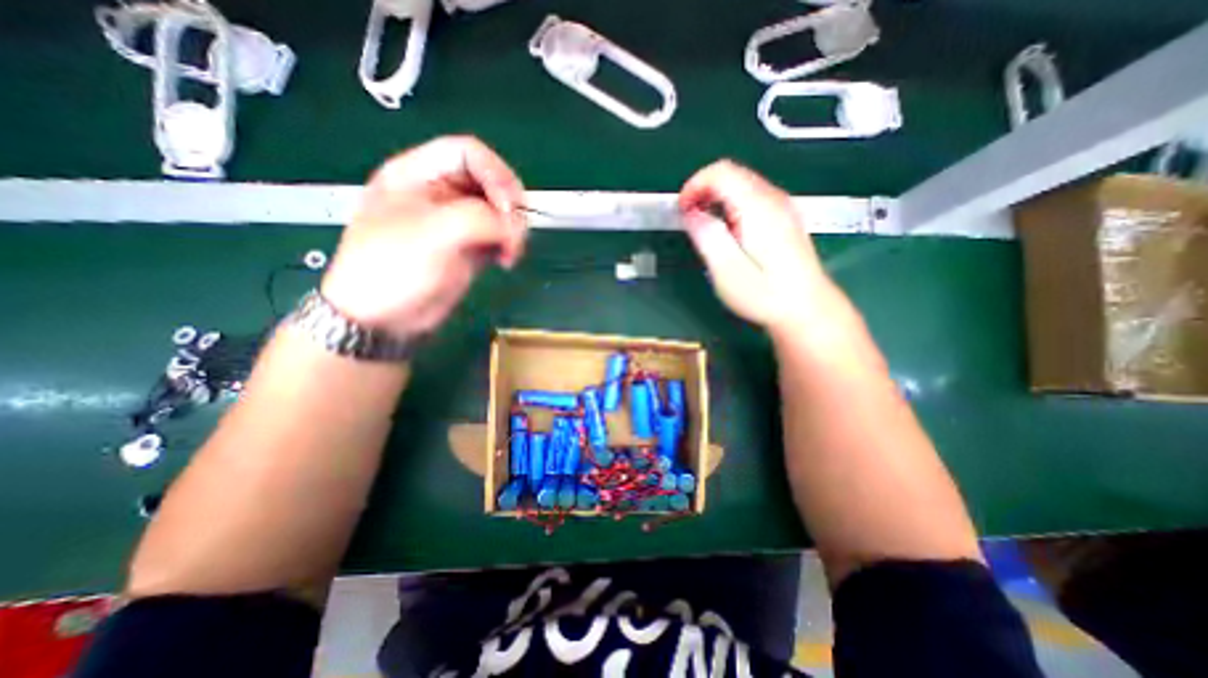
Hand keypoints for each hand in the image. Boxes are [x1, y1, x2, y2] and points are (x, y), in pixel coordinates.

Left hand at [323, 135, 526, 338]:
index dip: (496, 175)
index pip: (468, 153)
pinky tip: (505, 260)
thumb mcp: (431, 235)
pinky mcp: (469, 246)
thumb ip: (477, 219)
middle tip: (514, 234)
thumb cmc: (392, 270)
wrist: (383, 319)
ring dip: (513, 229)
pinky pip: (499, 235)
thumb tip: (512, 225)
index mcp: (417, 174)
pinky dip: (509, 245)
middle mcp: (440, 193)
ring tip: (510, 252)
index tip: (508, 209)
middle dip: (510, 206)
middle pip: (490, 181)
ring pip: (499, 211)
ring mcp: (456, 221)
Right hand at [678, 161, 842, 336]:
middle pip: (732, 173)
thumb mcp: (726, 271)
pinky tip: (726, 230)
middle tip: (689, 218)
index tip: (682, 209)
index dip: (694, 185)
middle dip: (703, 190)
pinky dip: (731, 204)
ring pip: (742, 183)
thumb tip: (691, 214)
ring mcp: (782, 207)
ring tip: (703, 226)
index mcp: (757, 208)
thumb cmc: (765, 295)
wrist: (806, 309)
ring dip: (716, 198)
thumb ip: (707, 236)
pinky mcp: (784, 218)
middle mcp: (773, 200)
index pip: (721, 173)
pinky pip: (752, 197)